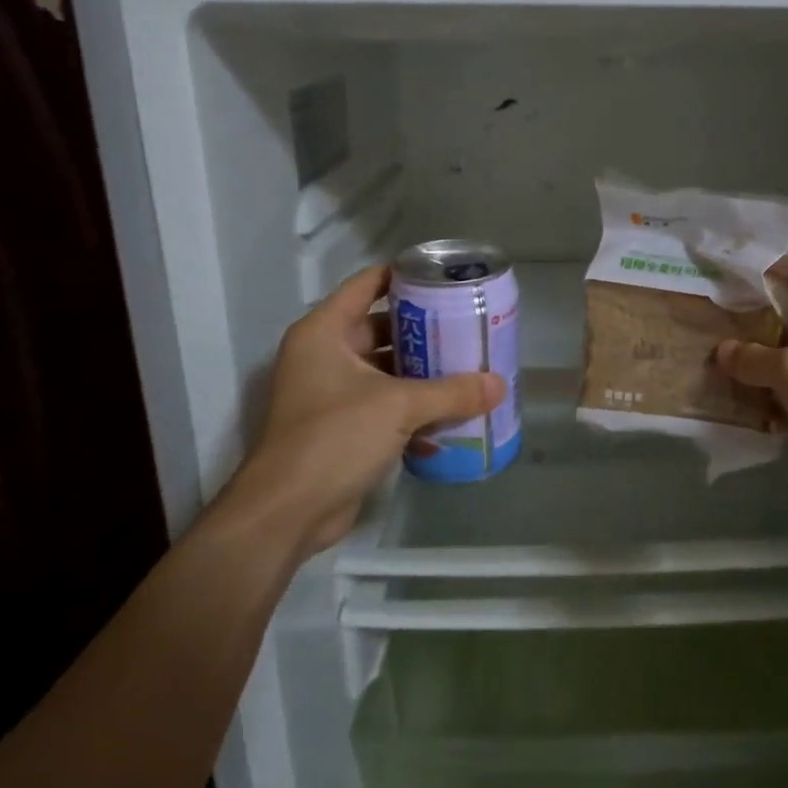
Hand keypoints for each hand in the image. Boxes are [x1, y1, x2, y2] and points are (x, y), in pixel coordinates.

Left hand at [216, 265, 503, 561]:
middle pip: (381, 327)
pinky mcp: (341, 428)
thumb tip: (499, 385)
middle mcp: (324, 356)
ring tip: (467, 365)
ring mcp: (330, 393)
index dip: (404, 276)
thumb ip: (452, 392)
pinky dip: (412, 406)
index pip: (367, 285)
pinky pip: (383, 404)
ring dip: (422, 371)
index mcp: (325, 333)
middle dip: (424, 329)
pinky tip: (451, 413)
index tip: (445, 277)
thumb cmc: (335, 437)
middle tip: (467, 325)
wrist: (288, 511)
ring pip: (385, 369)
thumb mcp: (399, 406)